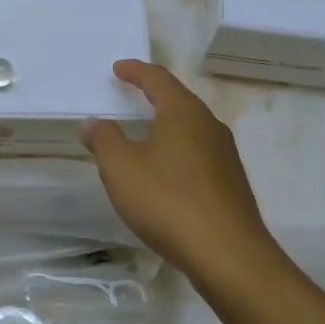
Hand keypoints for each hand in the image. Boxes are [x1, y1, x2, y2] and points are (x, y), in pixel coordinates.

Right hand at [80, 60, 277, 276]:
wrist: (228, 255)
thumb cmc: (168, 201)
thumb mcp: (121, 169)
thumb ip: (104, 140)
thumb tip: (94, 122)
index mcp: (183, 112)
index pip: (157, 79)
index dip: (135, 71)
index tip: (118, 68)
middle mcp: (209, 125)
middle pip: (178, 100)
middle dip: (153, 95)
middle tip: (130, 94)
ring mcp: (225, 155)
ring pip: (190, 129)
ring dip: (166, 125)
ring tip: (143, 133)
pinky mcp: (231, 183)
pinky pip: (198, 154)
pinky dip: (177, 151)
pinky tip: (165, 171)